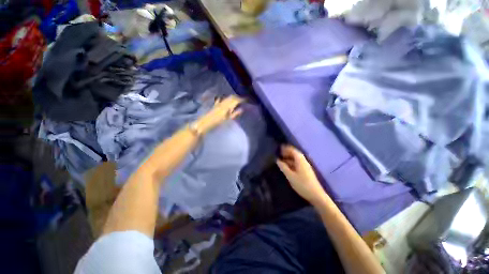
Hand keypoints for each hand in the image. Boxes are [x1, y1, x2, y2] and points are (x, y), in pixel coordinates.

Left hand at [197, 95, 243, 132]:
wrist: (205, 123)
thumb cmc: (217, 122)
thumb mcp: (227, 119)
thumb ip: (235, 114)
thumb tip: (242, 109)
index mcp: (227, 106)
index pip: (236, 100)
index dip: (242, 99)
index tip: (247, 100)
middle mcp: (223, 103)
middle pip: (232, 97)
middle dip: (238, 97)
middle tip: (242, 100)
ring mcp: (219, 103)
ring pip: (227, 98)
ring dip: (232, 97)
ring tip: (236, 99)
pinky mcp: (215, 105)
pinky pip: (221, 99)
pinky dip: (225, 99)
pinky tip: (225, 99)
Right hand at [276, 145, 326, 203]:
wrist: (316, 195)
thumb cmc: (302, 184)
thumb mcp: (290, 176)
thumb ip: (283, 167)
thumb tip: (278, 160)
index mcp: (300, 160)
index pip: (293, 150)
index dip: (286, 148)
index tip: (279, 148)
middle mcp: (303, 161)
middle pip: (295, 154)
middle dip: (287, 153)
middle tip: (279, 154)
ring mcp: (305, 166)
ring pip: (296, 159)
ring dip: (289, 158)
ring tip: (281, 160)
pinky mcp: (306, 171)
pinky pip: (297, 163)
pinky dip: (291, 163)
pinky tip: (287, 167)